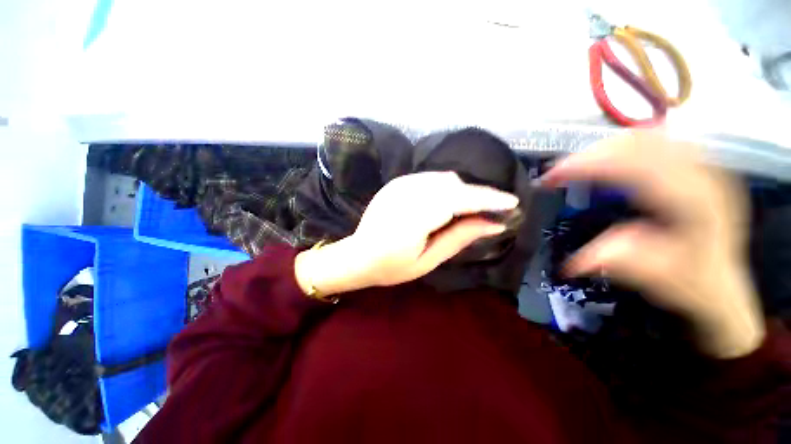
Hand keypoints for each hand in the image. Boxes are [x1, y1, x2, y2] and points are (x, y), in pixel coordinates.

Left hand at [295, 172, 518, 295]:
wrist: (357, 255)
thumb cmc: (391, 267)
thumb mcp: (428, 261)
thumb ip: (459, 238)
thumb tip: (493, 224)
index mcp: (412, 219)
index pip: (457, 200)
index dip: (487, 199)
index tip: (512, 203)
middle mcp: (405, 195)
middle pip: (452, 185)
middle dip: (477, 195)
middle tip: (492, 210)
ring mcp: (398, 185)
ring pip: (442, 178)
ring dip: (461, 191)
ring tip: (470, 209)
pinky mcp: (396, 183)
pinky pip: (429, 178)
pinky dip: (445, 187)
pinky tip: (447, 202)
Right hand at [541, 132, 764, 358]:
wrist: (725, 283)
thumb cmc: (693, 282)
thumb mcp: (659, 280)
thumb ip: (622, 263)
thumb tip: (575, 261)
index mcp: (695, 201)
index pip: (635, 166)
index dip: (587, 165)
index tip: (551, 176)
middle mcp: (703, 174)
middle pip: (640, 142)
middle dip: (590, 154)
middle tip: (558, 172)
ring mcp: (702, 166)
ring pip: (648, 136)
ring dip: (604, 148)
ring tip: (576, 166)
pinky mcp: (697, 167)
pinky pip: (657, 141)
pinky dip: (623, 146)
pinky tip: (608, 158)